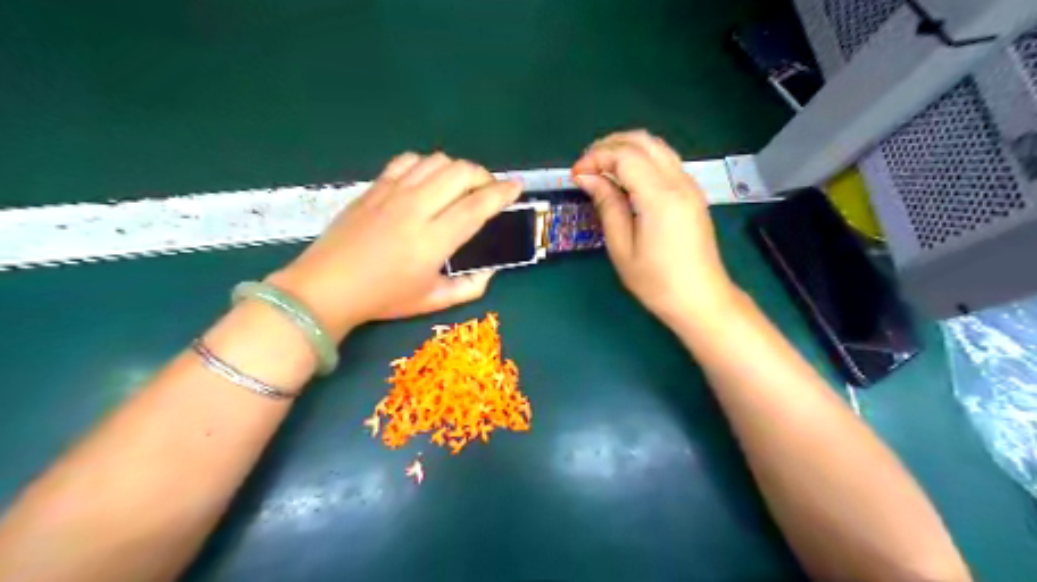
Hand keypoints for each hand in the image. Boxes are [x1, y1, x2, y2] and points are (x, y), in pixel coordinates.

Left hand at [268, 153, 521, 339]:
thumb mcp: (432, 301)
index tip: (516, 188)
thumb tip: (491, 271)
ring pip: (436, 161)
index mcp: (433, 241)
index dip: (502, 193)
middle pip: (460, 172)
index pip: (477, 206)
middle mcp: (416, 209)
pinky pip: (408, 161)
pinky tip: (428, 180)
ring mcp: (392, 193)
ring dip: (457, 168)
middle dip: (484, 175)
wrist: (326, 287)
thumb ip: (469, 287)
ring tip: (460, 185)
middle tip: (488, 190)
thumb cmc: (382, 298)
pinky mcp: (375, 187)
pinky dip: (427, 165)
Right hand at [576, 133, 735, 329]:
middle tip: (586, 166)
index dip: (596, 158)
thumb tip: (587, 177)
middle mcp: (679, 182)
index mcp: (660, 197)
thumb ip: (606, 206)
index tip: (576, 175)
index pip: (625, 155)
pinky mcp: (692, 193)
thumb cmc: (657, 282)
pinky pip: (665, 161)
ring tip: (601, 169)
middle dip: (609, 145)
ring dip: (626, 148)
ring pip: (656, 147)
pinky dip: (641, 159)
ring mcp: (690, 185)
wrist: (701, 299)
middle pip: (642, 142)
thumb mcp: (622, 248)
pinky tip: (625, 178)